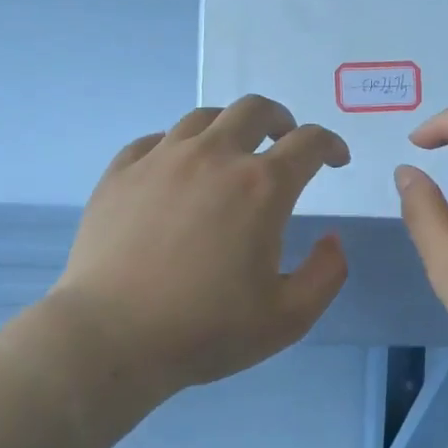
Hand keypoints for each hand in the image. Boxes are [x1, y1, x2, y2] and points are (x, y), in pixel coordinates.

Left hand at [50, 96, 350, 396]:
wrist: (112, 337)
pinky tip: (176, 170)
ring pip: (202, 118)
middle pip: (253, 110)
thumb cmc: (206, 330)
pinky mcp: (120, 173)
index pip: (308, 143)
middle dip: (280, 119)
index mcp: (260, 187)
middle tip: (285, 140)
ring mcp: (160, 160)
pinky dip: (178, 146)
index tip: (335, 159)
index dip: (330, 145)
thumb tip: (332, 240)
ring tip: (232, 152)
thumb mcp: (288, 318)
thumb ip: (326, 274)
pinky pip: (155, 140)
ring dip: (230, 127)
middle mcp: (213, 157)